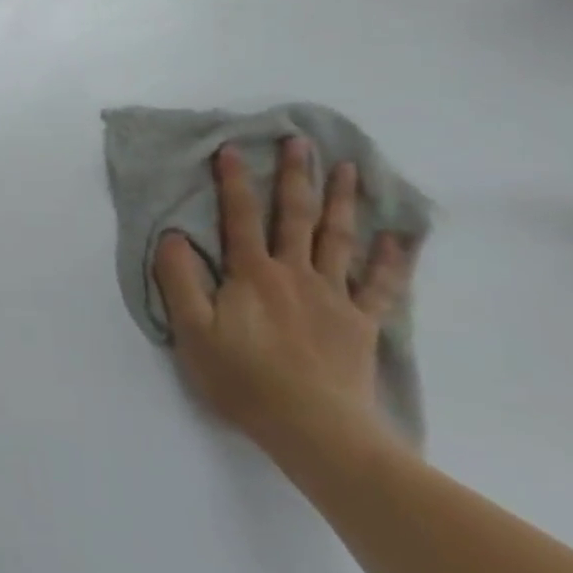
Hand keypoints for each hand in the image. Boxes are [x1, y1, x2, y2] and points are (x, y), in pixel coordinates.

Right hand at [154, 138, 413, 464]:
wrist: (315, 431)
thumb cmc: (245, 380)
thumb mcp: (193, 332)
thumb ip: (179, 280)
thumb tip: (173, 235)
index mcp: (252, 274)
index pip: (239, 216)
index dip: (233, 181)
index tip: (230, 147)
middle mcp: (294, 273)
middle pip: (295, 215)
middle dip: (295, 175)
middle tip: (299, 140)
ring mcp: (332, 296)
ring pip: (338, 238)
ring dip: (342, 200)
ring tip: (348, 168)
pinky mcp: (360, 323)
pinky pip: (381, 286)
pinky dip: (392, 261)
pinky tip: (400, 238)